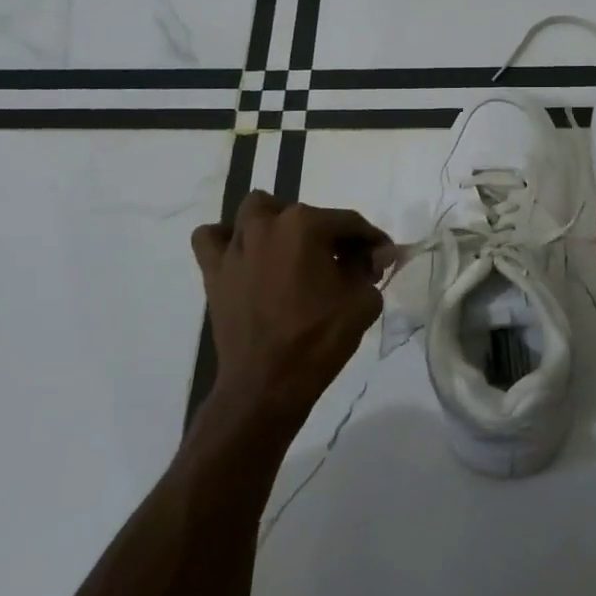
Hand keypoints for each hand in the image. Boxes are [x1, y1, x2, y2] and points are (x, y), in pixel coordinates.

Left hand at [189, 192, 393, 457]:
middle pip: (304, 213)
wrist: (267, 384)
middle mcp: (267, 224)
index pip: (349, 222)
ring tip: (292, 252)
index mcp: (305, 225)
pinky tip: (245, 257)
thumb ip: (370, 269)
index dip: (371, 239)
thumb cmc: (320, 340)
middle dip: (328, 234)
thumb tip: (372, 256)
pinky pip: (212, 238)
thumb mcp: (363, 302)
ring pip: (256, 212)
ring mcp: (235, 245)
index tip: (383, 258)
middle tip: (342, 264)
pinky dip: (227, 240)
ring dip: (277, 224)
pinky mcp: (213, 270)